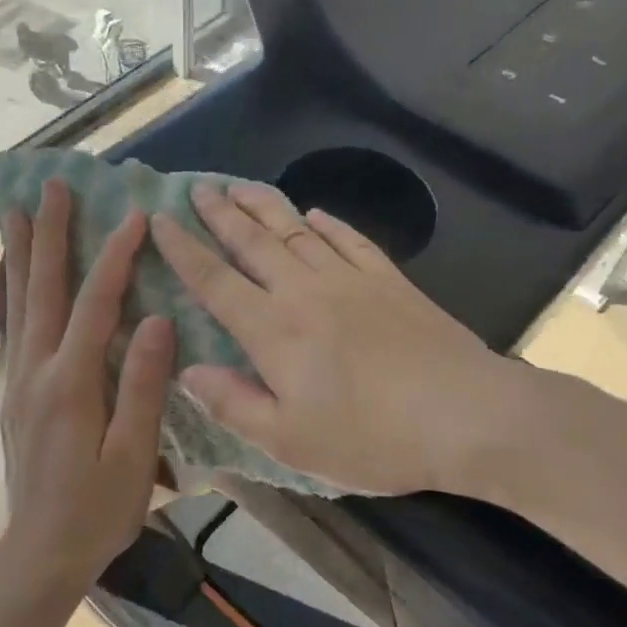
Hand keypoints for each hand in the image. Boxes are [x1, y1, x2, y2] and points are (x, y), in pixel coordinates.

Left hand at [0, 179, 175, 591]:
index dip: (114, 257)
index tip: (133, 216)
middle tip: (49, 186)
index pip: (96, 304)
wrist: (41, 550)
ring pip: (18, 303)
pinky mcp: (13, 393)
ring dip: (22, 254)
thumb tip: (158, 322)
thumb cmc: (98, 509)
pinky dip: (12, 292)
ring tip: (19, 212)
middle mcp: (37, 371)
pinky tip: (15, 277)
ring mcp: (19, 380)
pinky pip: (12, 328)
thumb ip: (143, 385)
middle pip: (43, 290)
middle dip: (49, 234)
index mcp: (72, 383)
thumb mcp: (133, 454)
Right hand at [150, 182, 509, 496]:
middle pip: (253, 242)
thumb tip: (188, 370)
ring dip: (264, 206)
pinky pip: (349, 239)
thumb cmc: (371, 437)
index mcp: (274, 331)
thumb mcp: (289, 440)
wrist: (467, 415)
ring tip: (240, 185)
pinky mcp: (390, 281)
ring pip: (296, 230)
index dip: (183, 249)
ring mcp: (351, 279)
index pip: (215, 281)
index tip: (159, 220)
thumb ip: (233, 404)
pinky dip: (327, 223)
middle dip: (220, 213)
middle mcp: (305, 291)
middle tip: (197, 187)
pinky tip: (315, 213)